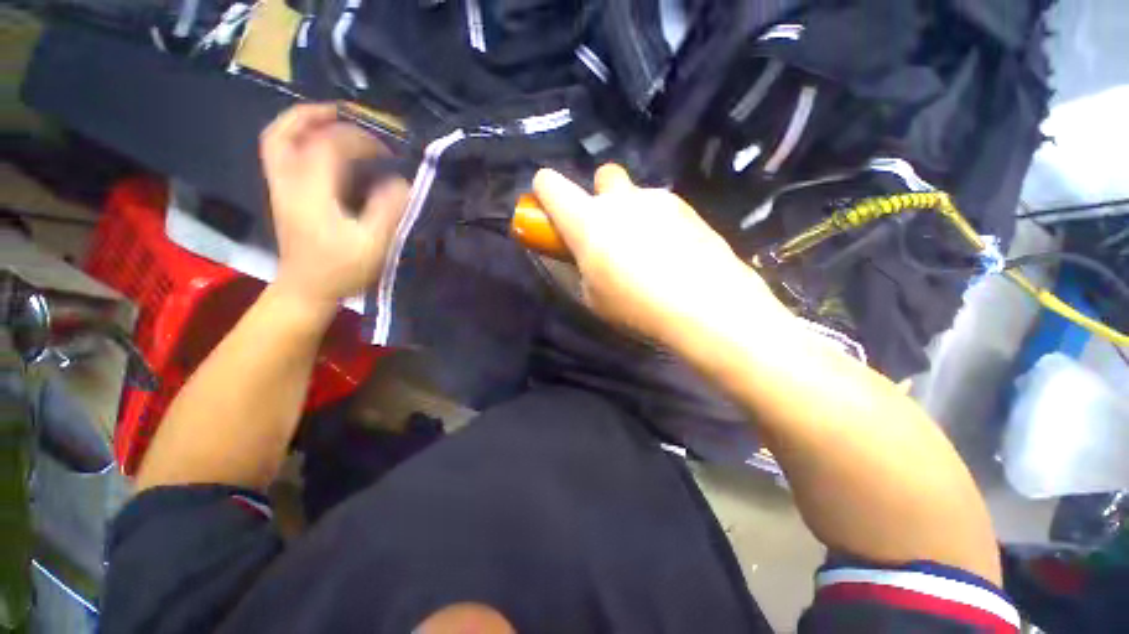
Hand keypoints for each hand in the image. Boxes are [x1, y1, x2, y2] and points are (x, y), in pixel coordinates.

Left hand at [260, 104, 408, 309]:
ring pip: (277, 139)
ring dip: (302, 122)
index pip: (331, 145)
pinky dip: (297, 138)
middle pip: (287, 130)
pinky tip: (320, 146)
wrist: (307, 289)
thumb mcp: (373, 245)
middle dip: (317, 115)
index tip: (389, 153)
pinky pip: (280, 153)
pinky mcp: (282, 194)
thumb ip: (388, 211)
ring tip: (330, 119)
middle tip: (347, 112)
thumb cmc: (342, 269)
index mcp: (312, 190)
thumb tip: (402, 182)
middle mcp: (288, 180)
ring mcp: (280, 186)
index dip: (362, 140)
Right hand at [532, 165, 786, 346]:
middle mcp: (621, 200)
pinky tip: (674, 255)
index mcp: (588, 220)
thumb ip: (582, 267)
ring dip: (634, 214)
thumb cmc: (636, 305)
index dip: (545, 191)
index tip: (551, 209)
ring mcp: (658, 199)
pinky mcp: (688, 208)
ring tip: (649, 254)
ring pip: (637, 195)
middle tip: (610, 231)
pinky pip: (664, 209)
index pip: (551, 184)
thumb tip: (586, 255)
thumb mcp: (593, 296)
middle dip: (601, 197)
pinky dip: (661, 225)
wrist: (705, 304)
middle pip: (604, 175)